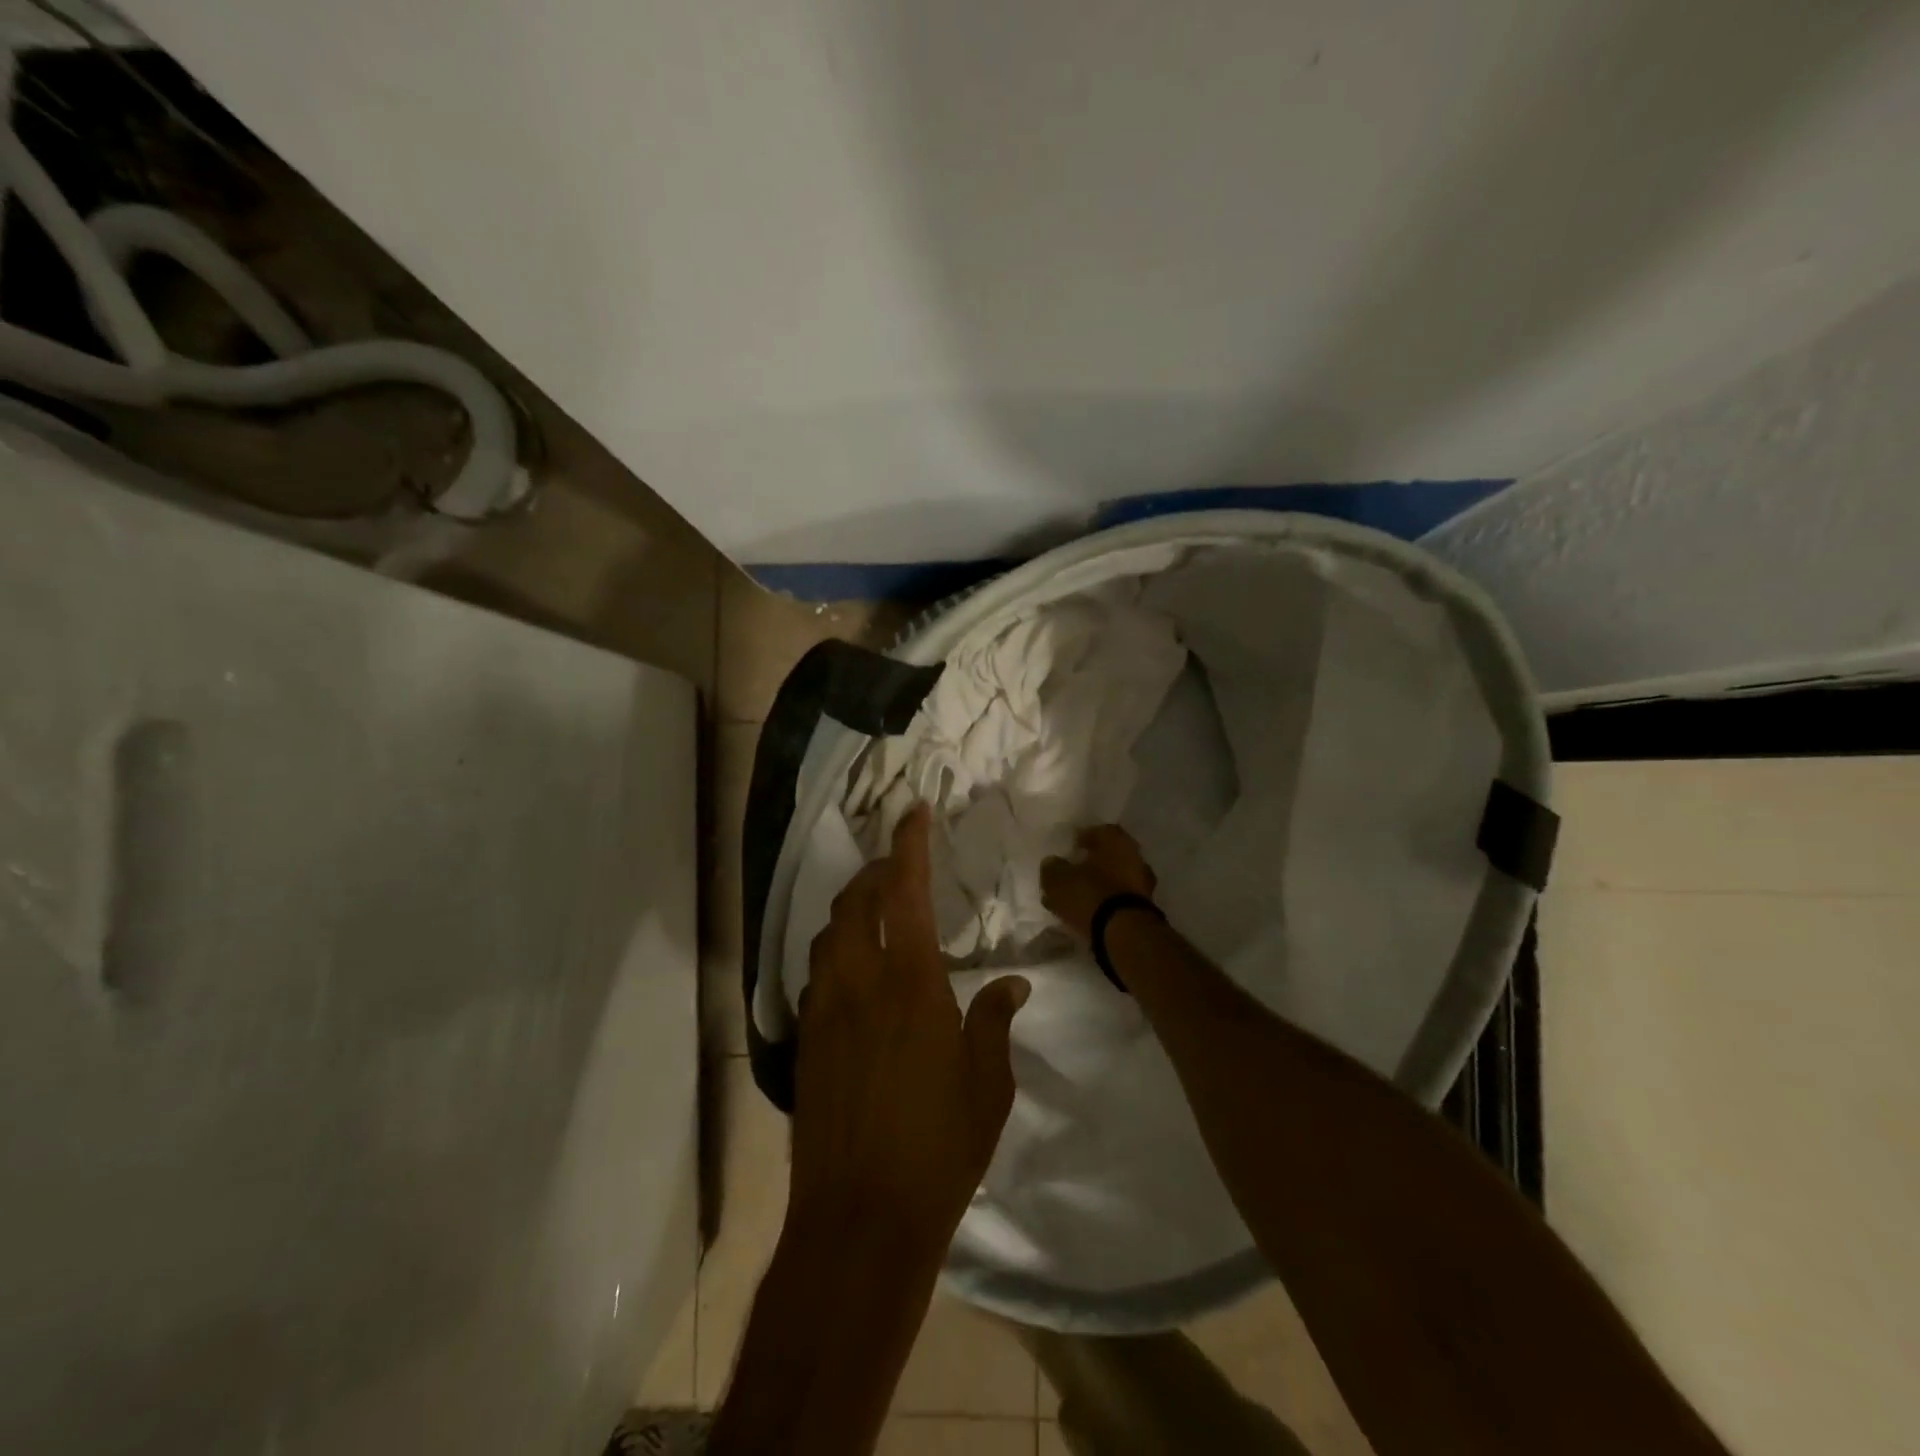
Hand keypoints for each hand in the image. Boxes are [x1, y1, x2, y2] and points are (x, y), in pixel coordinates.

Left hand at [791, 803, 1030, 1253]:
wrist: (859, 1219)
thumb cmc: (938, 1149)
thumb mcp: (988, 1086)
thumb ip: (996, 1022)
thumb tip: (1011, 982)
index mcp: (912, 986)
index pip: (905, 894)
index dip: (908, 846)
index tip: (913, 811)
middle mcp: (860, 985)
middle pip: (854, 904)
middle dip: (873, 872)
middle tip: (896, 865)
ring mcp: (825, 1012)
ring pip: (827, 935)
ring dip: (850, 910)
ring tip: (875, 911)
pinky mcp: (806, 1042)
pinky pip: (817, 974)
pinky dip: (835, 951)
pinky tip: (855, 972)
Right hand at [1040, 824, 1157, 939]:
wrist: (1125, 934)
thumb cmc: (1091, 895)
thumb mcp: (1058, 879)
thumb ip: (1053, 868)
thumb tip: (1052, 863)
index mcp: (1116, 840)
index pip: (1099, 831)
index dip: (1083, 838)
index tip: (1070, 848)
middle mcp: (1134, 857)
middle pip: (1109, 856)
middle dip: (1091, 863)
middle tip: (1072, 872)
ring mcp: (1143, 884)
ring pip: (1114, 880)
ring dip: (1098, 885)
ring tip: (1076, 898)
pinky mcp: (1143, 909)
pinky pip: (1119, 900)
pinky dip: (1105, 904)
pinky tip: (1089, 913)